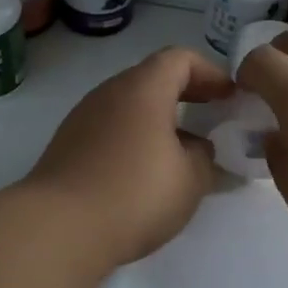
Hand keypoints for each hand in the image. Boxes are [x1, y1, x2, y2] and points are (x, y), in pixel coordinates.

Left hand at [24, 47, 234, 266]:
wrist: (58, 228)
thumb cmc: (134, 194)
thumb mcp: (190, 179)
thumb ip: (205, 157)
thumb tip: (199, 149)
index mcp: (143, 89)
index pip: (180, 58)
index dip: (210, 72)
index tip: (230, 97)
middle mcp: (109, 93)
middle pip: (153, 78)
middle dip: (186, 94)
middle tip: (211, 117)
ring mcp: (83, 118)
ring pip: (130, 105)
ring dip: (159, 119)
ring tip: (182, 151)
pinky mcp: (68, 145)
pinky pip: (111, 128)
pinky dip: (135, 137)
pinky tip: (145, 172)